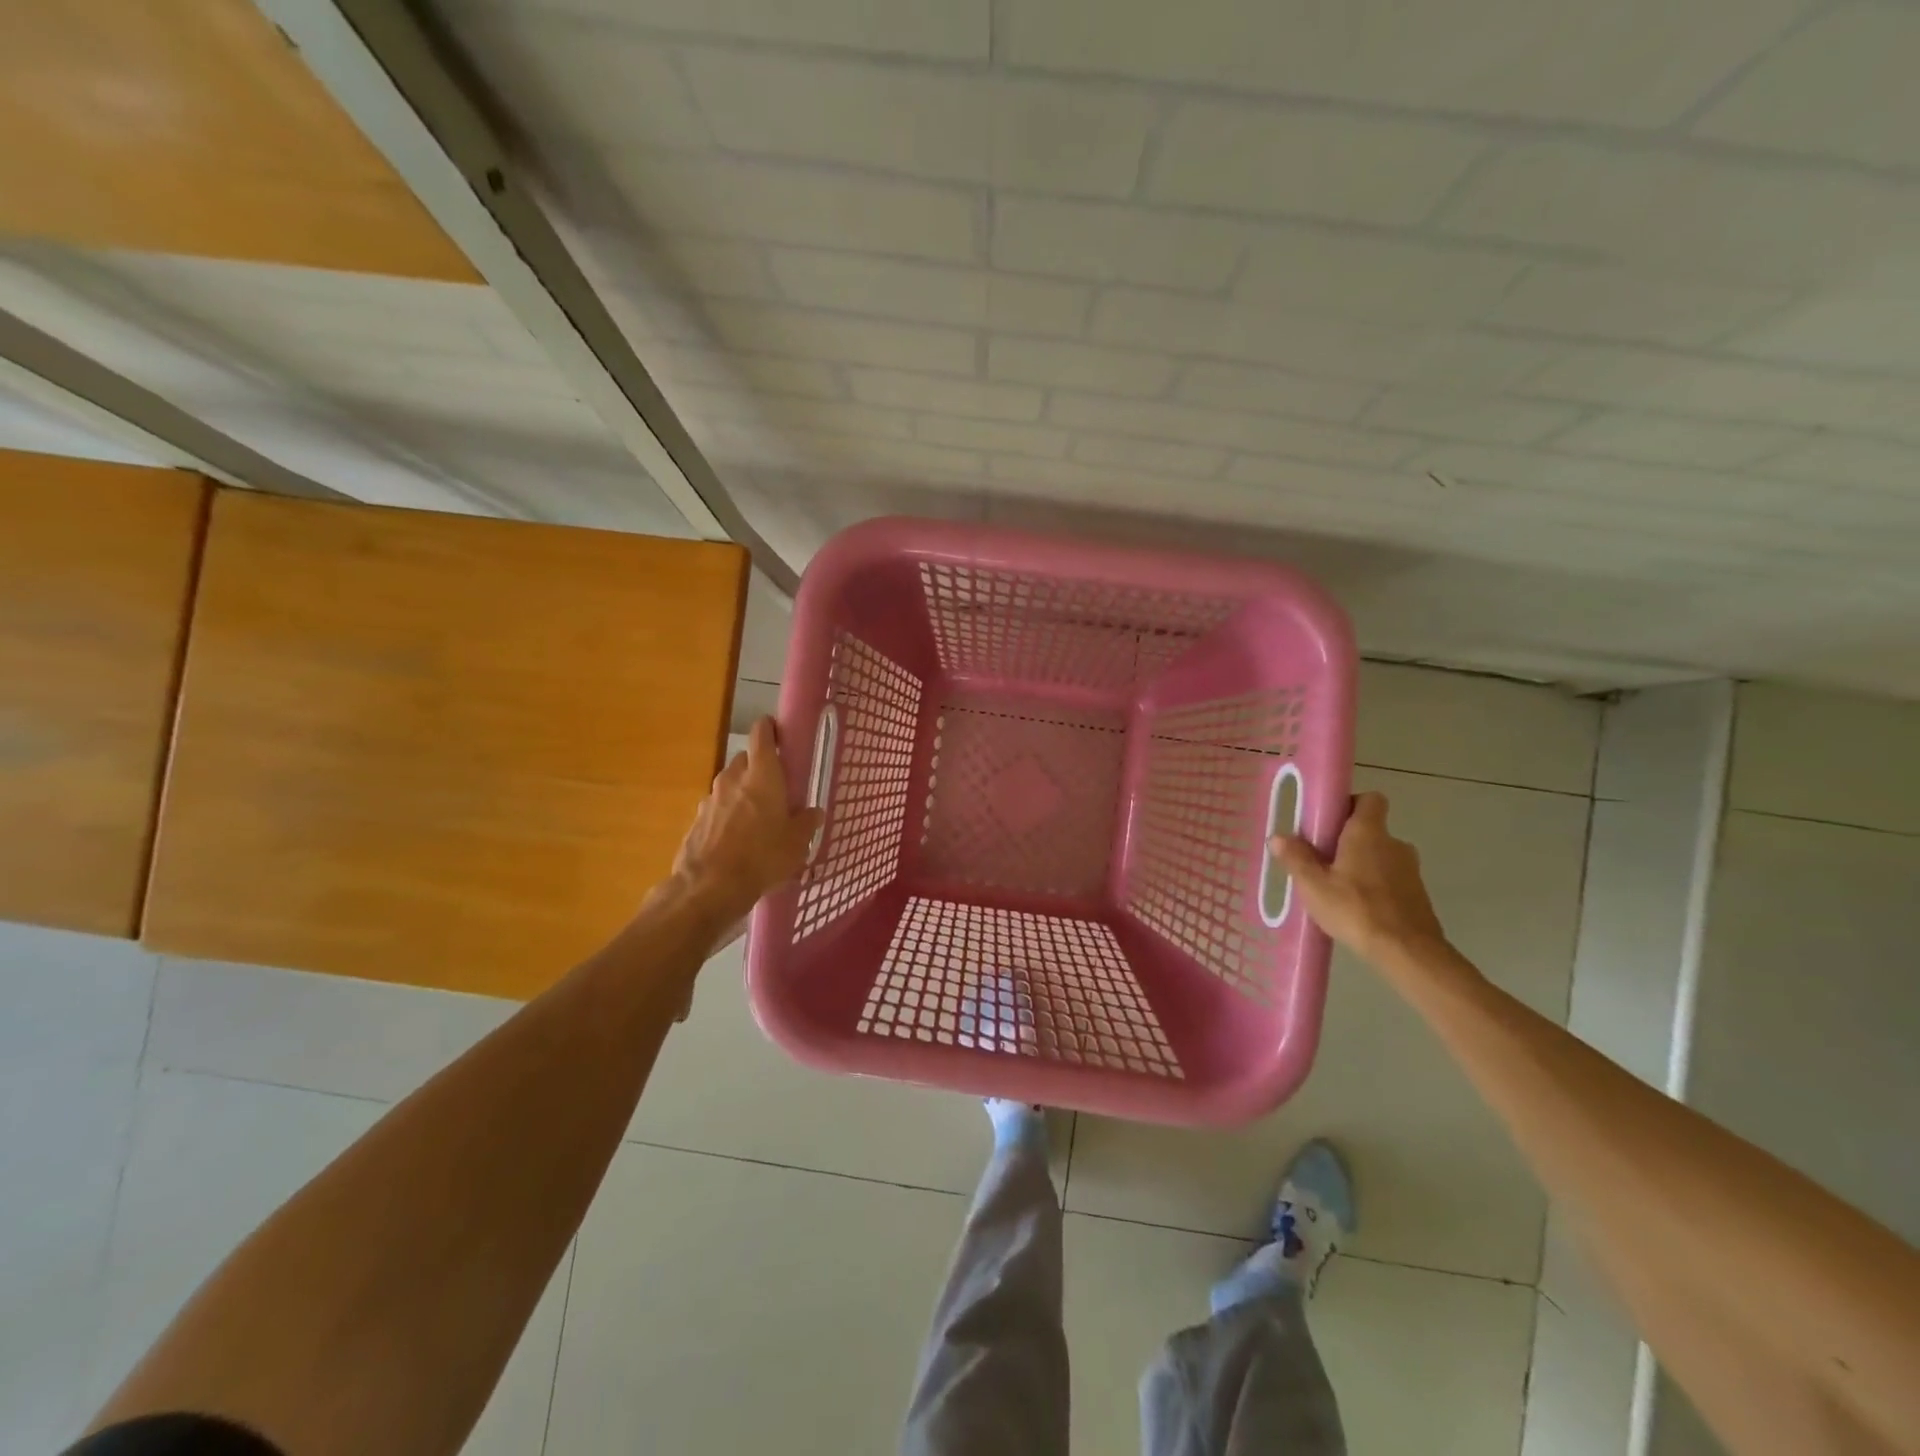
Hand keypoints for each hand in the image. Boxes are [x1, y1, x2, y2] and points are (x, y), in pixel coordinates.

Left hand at [668, 717, 823, 931]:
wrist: (708, 888)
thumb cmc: (762, 857)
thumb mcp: (797, 843)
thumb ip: (807, 822)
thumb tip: (813, 812)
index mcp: (762, 775)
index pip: (762, 733)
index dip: (770, 728)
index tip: (780, 735)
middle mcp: (733, 779)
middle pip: (745, 760)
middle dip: (759, 768)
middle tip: (777, 788)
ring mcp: (710, 799)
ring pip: (730, 785)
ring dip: (742, 794)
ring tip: (758, 819)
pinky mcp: (697, 821)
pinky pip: (717, 810)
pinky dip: (728, 817)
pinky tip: (737, 841)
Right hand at [1273, 792, 1450, 969]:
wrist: (1407, 952)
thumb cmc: (1356, 909)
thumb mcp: (1313, 886)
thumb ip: (1296, 858)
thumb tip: (1278, 837)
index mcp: (1368, 833)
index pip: (1370, 799)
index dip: (1350, 804)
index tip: (1328, 821)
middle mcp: (1394, 844)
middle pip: (1370, 829)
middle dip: (1347, 840)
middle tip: (1321, 860)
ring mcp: (1410, 870)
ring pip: (1380, 856)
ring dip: (1361, 865)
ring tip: (1336, 889)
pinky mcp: (1417, 894)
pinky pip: (1390, 879)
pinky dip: (1375, 886)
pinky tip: (1357, 908)